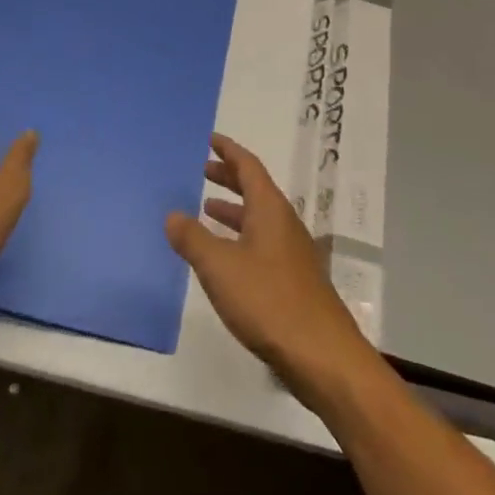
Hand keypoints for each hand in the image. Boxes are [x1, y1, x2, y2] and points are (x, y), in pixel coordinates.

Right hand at [165, 134, 376, 409]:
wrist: (321, 354)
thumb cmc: (268, 301)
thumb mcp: (220, 267)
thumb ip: (193, 239)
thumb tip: (172, 214)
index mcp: (270, 209)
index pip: (248, 166)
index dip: (228, 151)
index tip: (210, 140)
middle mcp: (284, 223)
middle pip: (255, 189)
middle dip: (229, 178)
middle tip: (203, 171)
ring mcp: (292, 252)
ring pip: (259, 217)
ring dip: (233, 210)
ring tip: (206, 210)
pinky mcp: (293, 279)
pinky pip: (262, 242)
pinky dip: (241, 237)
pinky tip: (226, 258)